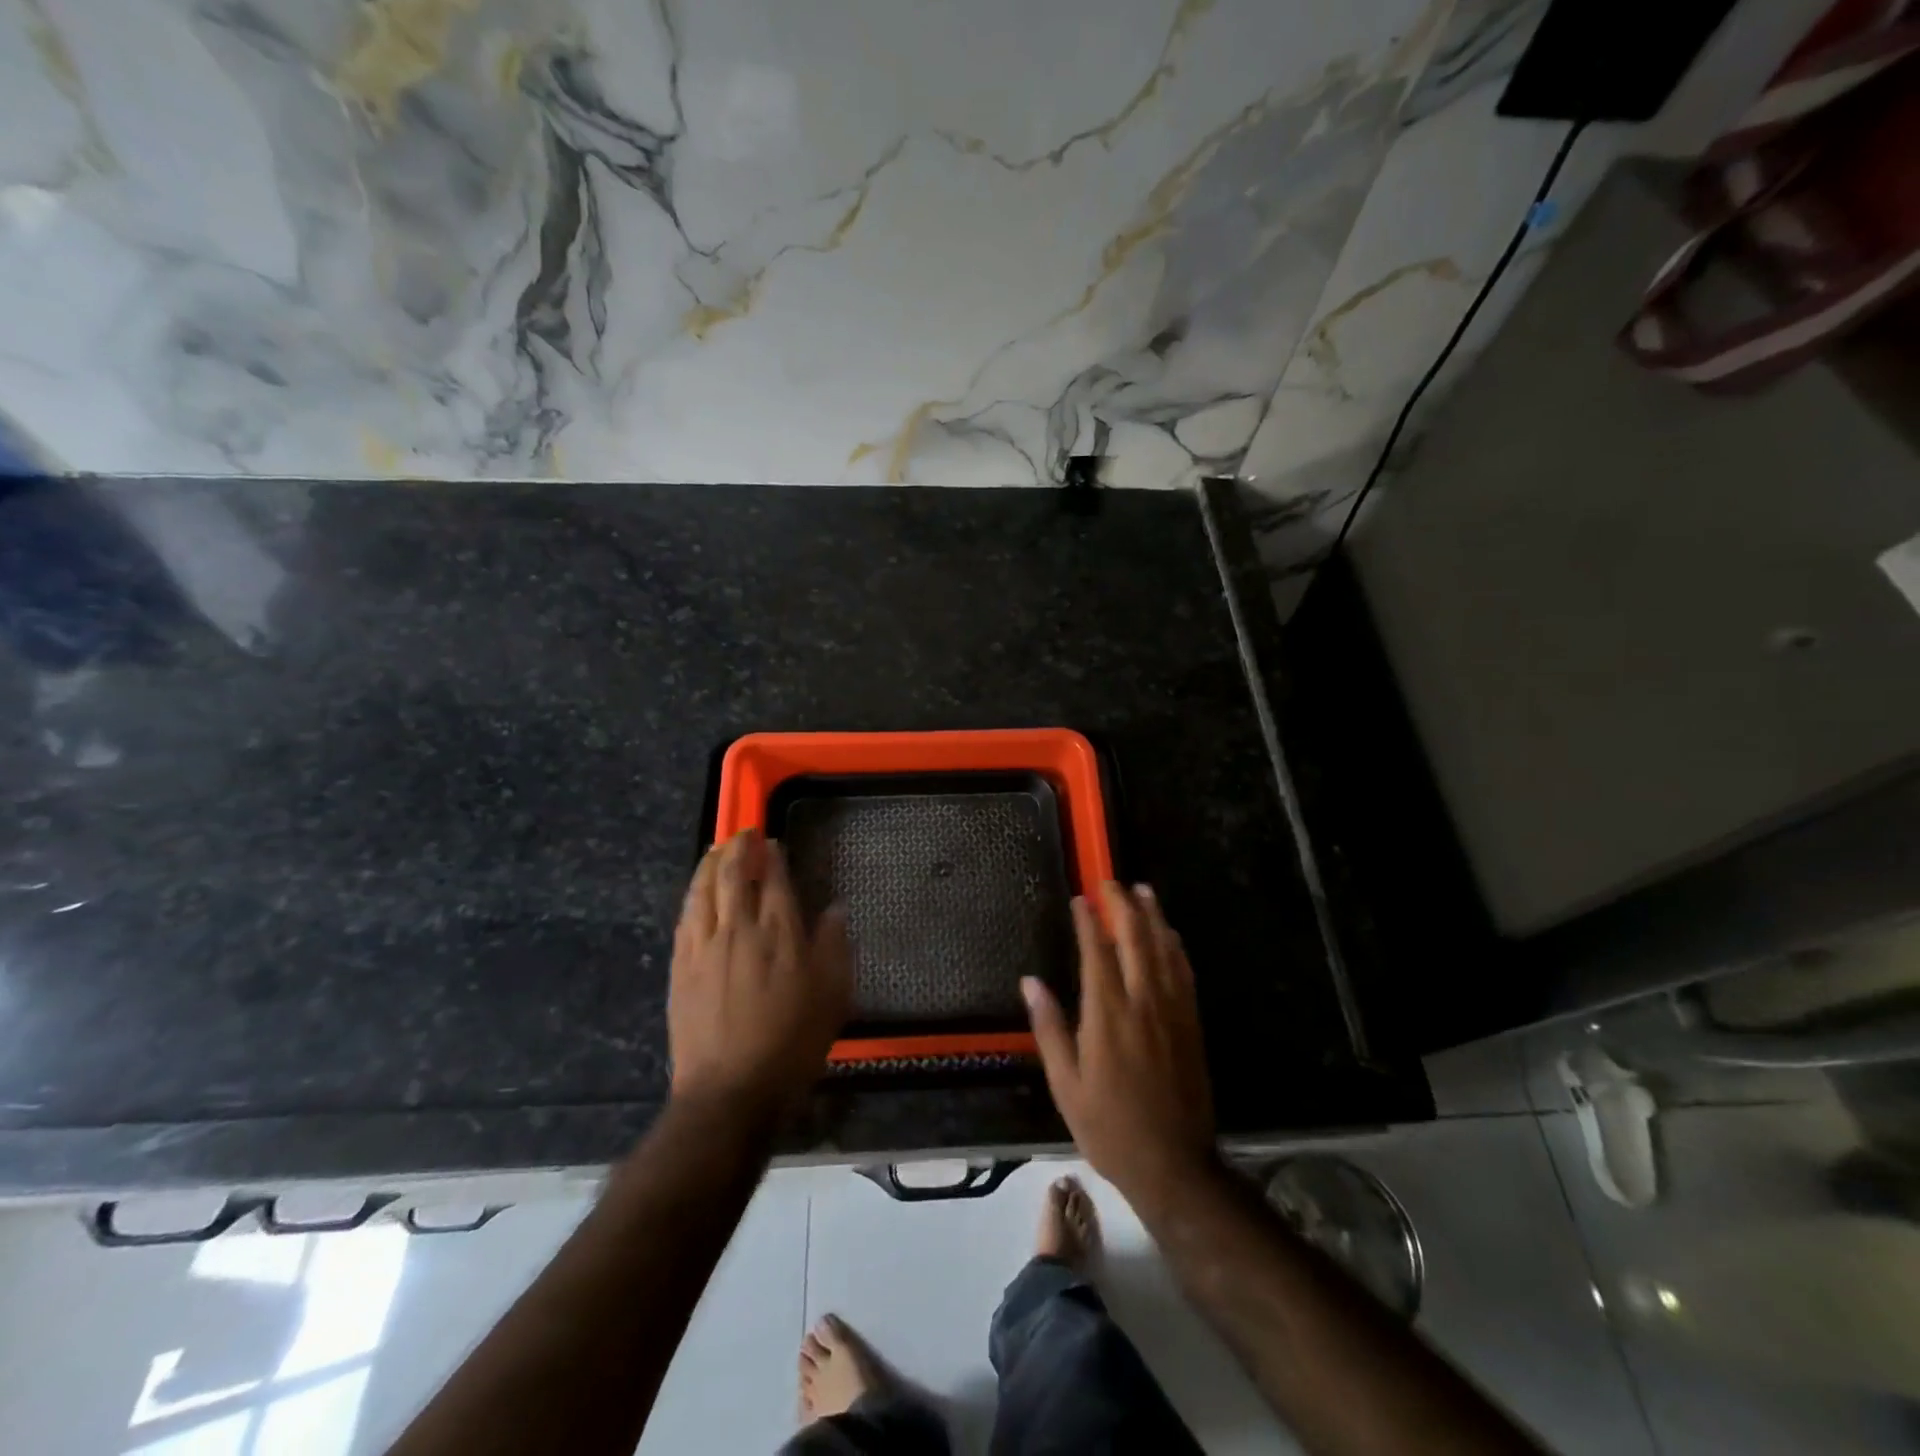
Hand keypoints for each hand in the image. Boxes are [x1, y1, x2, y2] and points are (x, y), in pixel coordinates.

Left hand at [669, 829, 851, 1117]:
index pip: (774, 879)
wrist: (730, 1089)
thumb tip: (835, 909)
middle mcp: (739, 929)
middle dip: (738, 848)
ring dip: (710, 863)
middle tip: (744, 834)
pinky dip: (692, 894)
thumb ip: (833, 947)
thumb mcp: (832, 996)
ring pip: (703, 890)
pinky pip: (685, 918)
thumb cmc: (791, 1044)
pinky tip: (696, 891)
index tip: (773, 843)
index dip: (773, 856)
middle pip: (733, 874)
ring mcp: (705, 946)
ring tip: (717, 849)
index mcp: (779, 933)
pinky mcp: (681, 967)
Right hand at [1023, 881, 1215, 1207]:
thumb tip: (1030, 982)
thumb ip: (1049, 1028)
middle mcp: (1143, 1003)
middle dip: (1123, 905)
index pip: (1097, 952)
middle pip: (1136, 939)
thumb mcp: (1066, 1085)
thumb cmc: (1109, 1127)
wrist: (1174, 1164)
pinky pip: (1184, 972)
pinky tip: (1170, 934)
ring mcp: (1172, 1011)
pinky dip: (1175, 945)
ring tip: (1143, 890)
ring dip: (1153, 916)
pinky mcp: (1191, 1023)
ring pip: (1164, 949)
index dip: (1088, 921)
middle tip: (1111, 881)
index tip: (1080, 898)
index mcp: (1107, 1016)